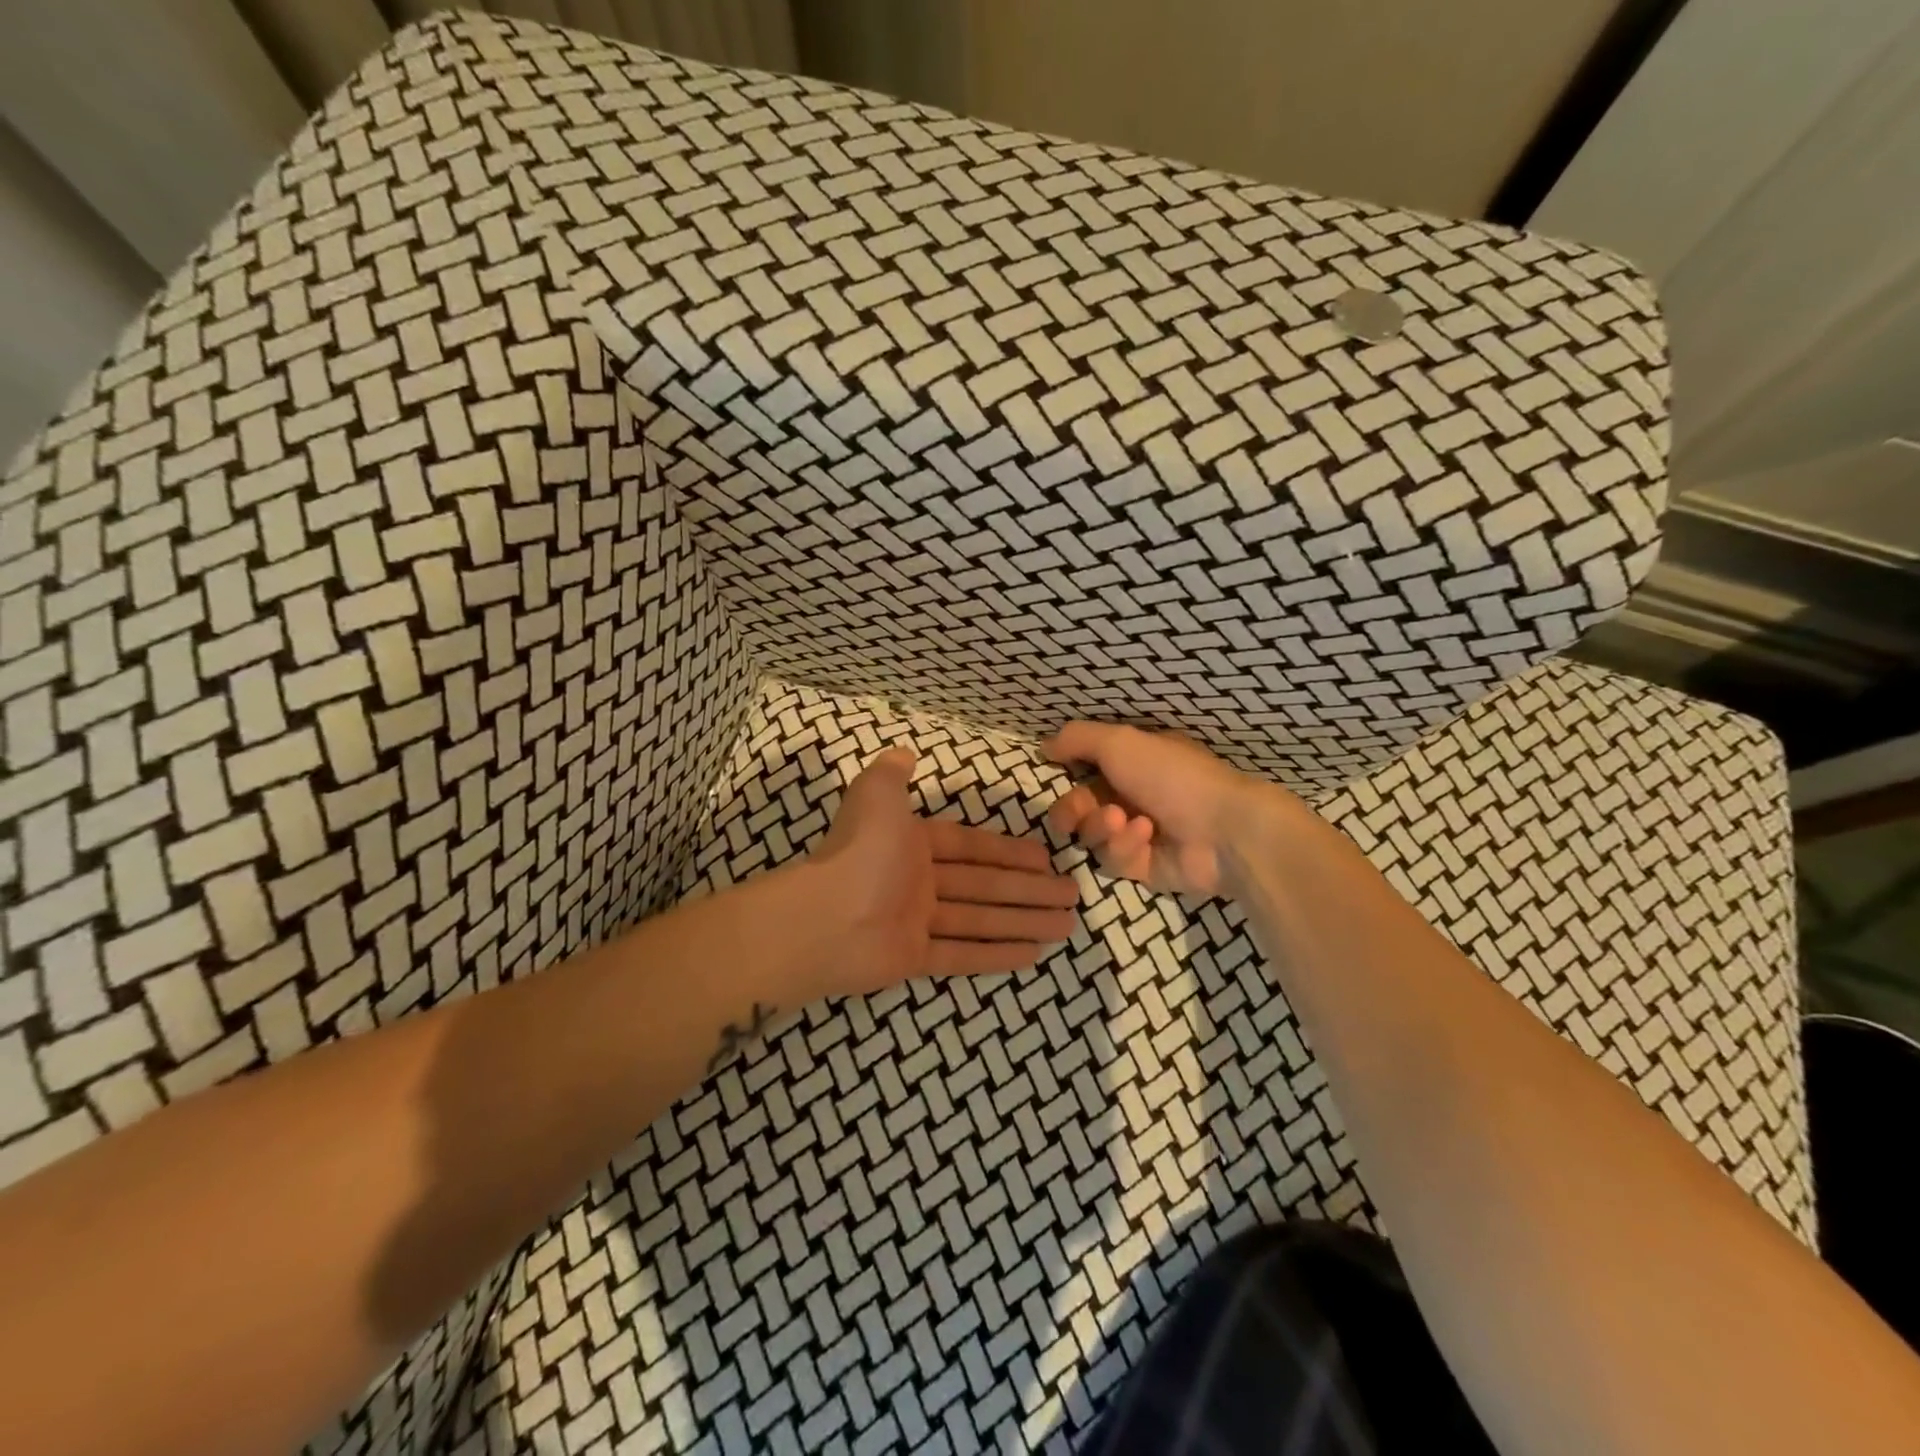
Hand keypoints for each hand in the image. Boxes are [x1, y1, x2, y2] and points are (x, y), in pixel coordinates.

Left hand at [808, 747, 1080, 996]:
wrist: (823, 919)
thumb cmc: (860, 853)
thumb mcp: (876, 796)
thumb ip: (893, 774)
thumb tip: (905, 753)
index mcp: (914, 845)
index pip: (972, 847)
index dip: (1009, 851)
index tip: (1046, 858)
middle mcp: (919, 882)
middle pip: (985, 885)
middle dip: (1028, 889)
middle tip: (1071, 895)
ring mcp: (918, 922)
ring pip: (982, 920)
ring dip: (1023, 921)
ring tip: (1065, 925)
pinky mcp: (915, 959)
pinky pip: (963, 954)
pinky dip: (996, 954)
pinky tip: (1033, 955)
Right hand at [1043, 721, 1305, 897]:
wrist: (1222, 829)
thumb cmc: (1172, 776)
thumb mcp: (1119, 742)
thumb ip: (1077, 739)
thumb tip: (1043, 746)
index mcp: (1132, 764)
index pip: (1083, 772)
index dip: (1066, 777)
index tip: (1058, 775)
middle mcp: (1132, 796)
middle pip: (1077, 808)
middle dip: (1074, 810)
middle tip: (1081, 812)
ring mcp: (1137, 834)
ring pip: (1090, 835)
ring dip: (1102, 826)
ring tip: (1125, 822)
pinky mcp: (1142, 868)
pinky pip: (1112, 859)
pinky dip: (1124, 846)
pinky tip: (1146, 837)